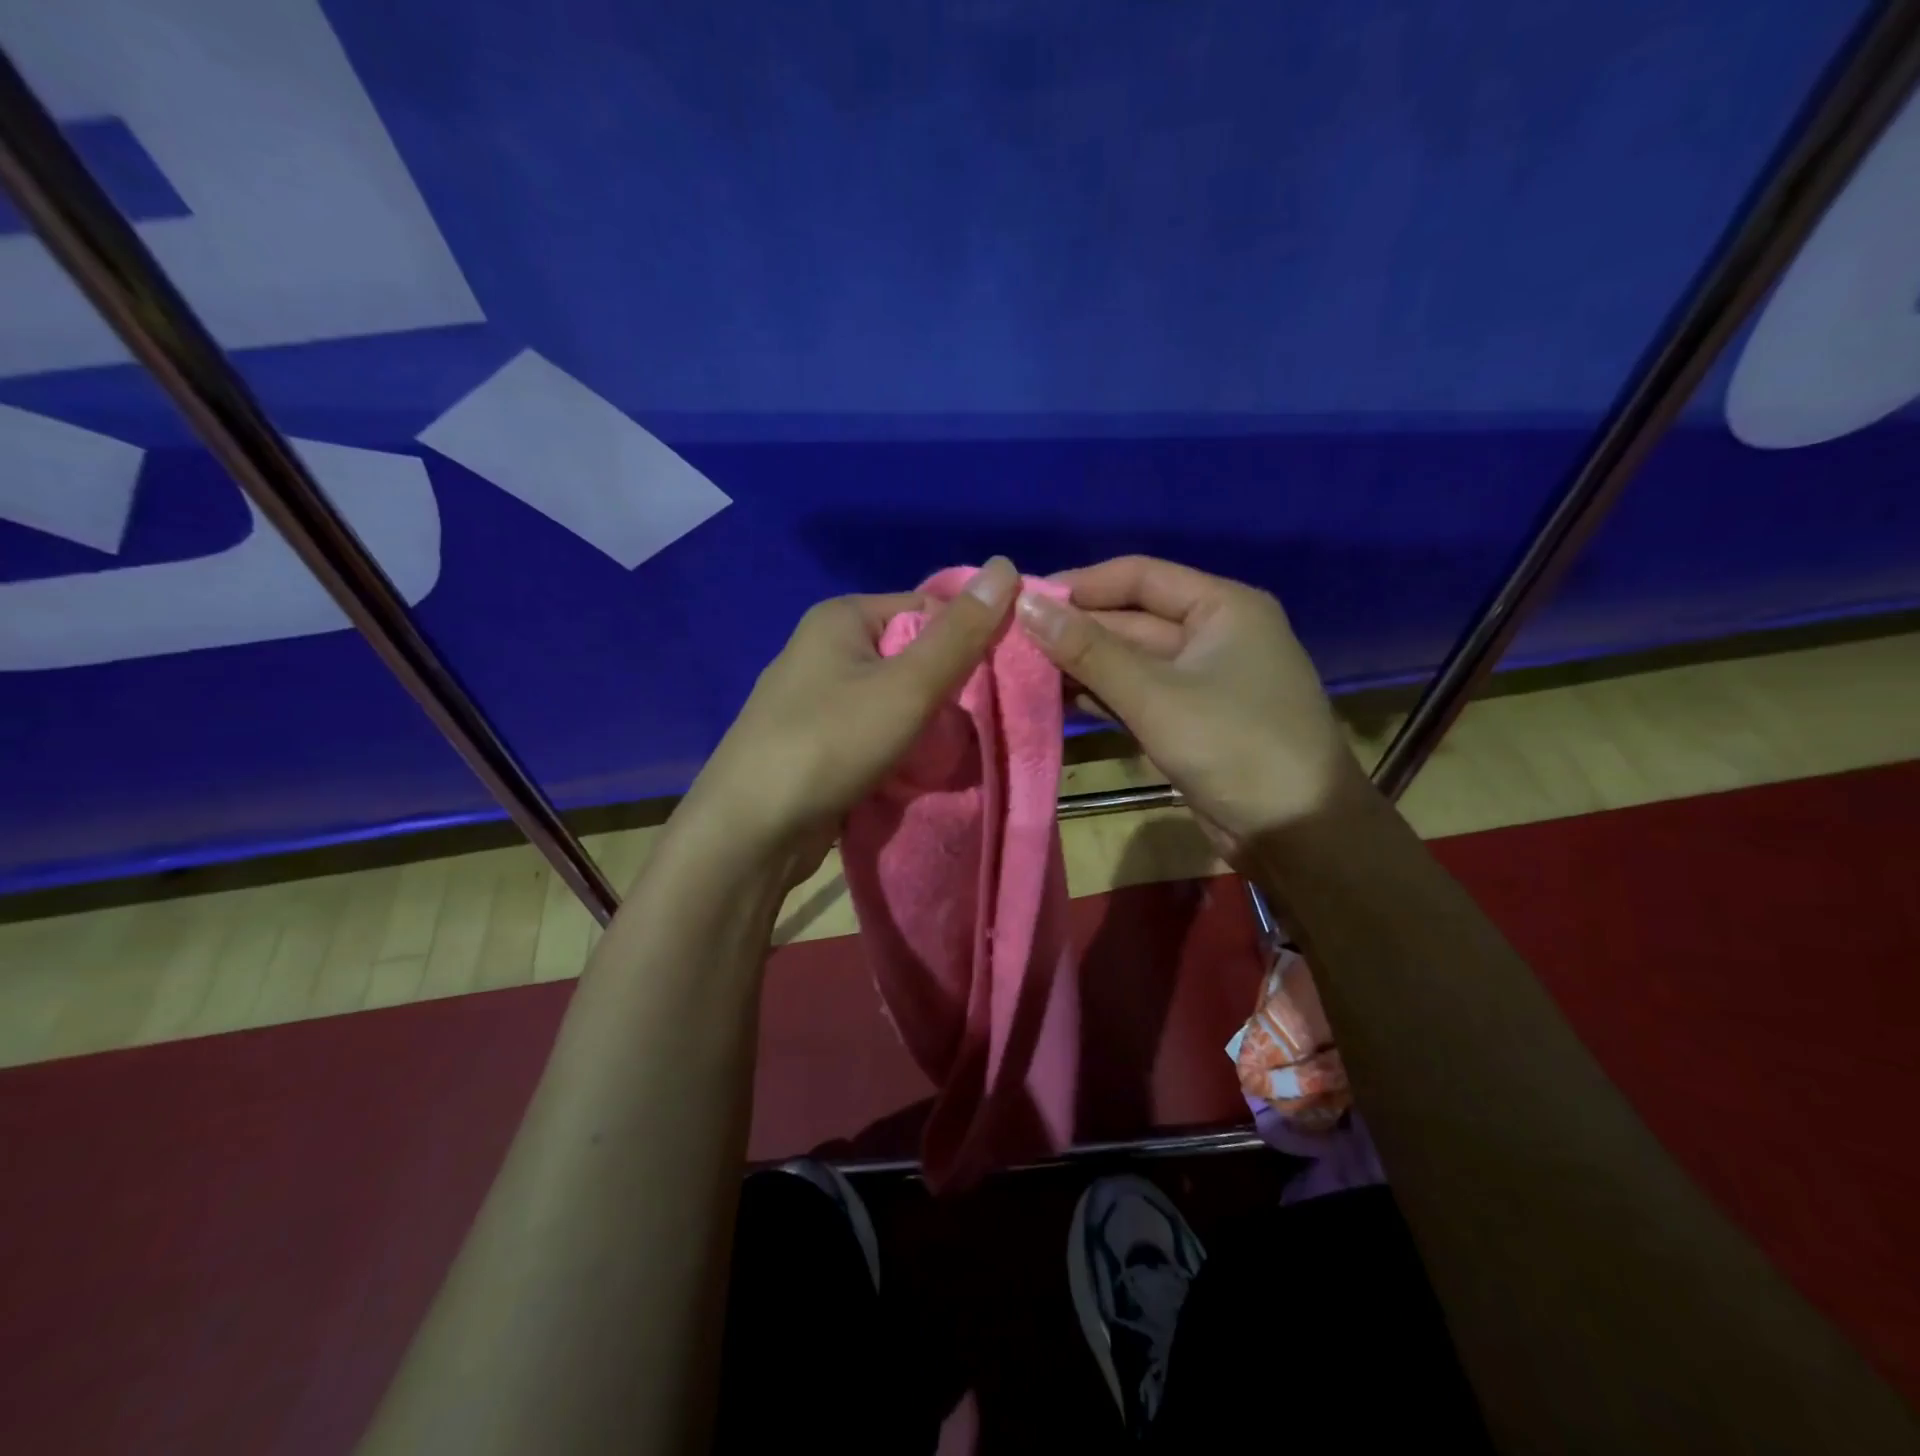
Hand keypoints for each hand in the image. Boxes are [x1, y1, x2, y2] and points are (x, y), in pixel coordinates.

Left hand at [677, 557, 1019, 886]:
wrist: (751, 831)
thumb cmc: (830, 744)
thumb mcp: (906, 687)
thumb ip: (959, 634)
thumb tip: (1005, 566)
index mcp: (843, 616)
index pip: (928, 608)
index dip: (968, 640)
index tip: (998, 683)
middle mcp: (826, 647)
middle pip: (912, 653)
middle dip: (948, 688)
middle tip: (976, 723)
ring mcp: (816, 696)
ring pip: (894, 696)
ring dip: (926, 722)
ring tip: (948, 751)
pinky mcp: (816, 739)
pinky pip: (873, 729)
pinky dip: (899, 745)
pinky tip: (916, 768)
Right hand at [1015, 555, 1364, 847]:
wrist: (1299, 834)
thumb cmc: (1235, 747)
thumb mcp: (1156, 695)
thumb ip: (1089, 651)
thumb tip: (1025, 606)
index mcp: (1221, 607)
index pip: (1138, 576)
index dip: (1079, 585)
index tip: (1022, 600)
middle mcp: (1211, 634)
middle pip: (1130, 619)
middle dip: (1074, 631)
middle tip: (1010, 641)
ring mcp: (1200, 680)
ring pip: (1129, 661)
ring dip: (1081, 666)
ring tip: (1020, 670)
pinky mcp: (1188, 720)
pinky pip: (1136, 695)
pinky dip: (1100, 696)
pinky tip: (1054, 699)